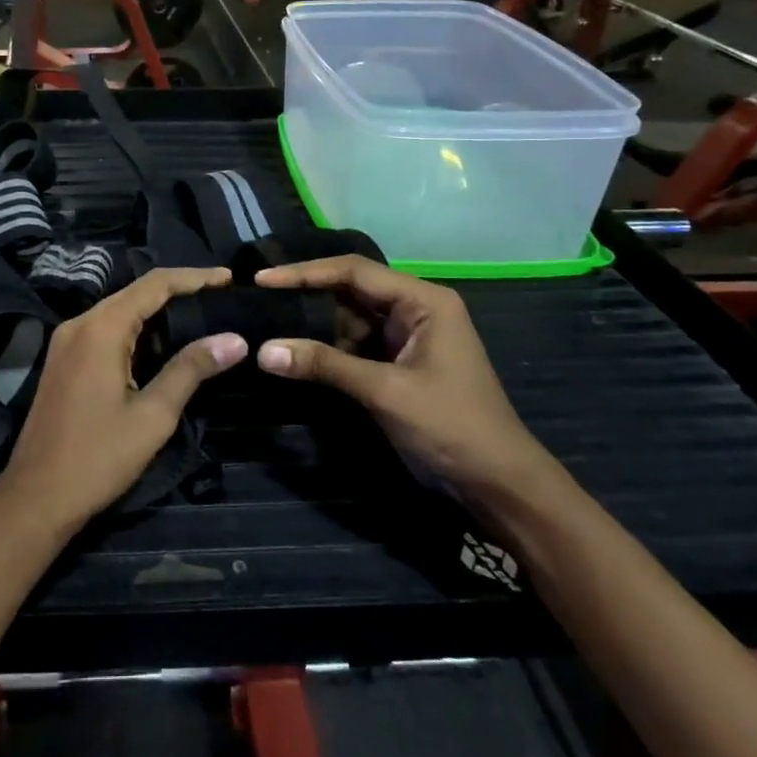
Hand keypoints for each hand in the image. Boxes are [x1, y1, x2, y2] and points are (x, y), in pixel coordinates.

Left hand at [3, 268, 246, 530]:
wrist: (36, 496)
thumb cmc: (98, 457)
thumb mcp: (153, 415)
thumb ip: (192, 369)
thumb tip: (235, 339)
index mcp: (101, 328)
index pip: (154, 285)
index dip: (194, 277)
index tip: (229, 279)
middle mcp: (79, 323)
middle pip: (135, 292)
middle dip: (178, 291)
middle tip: (220, 298)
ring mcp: (66, 341)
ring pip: (119, 310)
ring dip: (157, 310)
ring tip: (200, 316)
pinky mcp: (62, 359)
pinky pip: (104, 329)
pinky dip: (136, 329)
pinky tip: (161, 344)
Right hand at [253, 256, 556, 498]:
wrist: (498, 485)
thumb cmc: (452, 427)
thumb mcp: (385, 392)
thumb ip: (325, 365)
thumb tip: (263, 350)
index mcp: (423, 301)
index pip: (353, 271)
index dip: (305, 273)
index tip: (262, 279)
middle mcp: (414, 310)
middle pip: (349, 290)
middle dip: (306, 296)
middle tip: (258, 300)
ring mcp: (405, 337)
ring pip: (348, 319)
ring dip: (313, 325)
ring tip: (268, 323)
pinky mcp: (397, 364)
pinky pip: (354, 345)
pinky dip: (326, 349)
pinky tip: (295, 352)